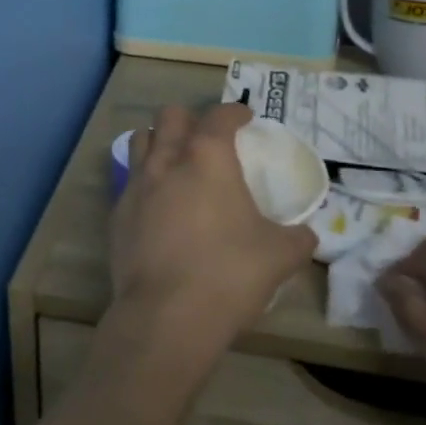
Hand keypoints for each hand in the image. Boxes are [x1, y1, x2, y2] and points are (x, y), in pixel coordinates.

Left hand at [106, 105, 317, 363]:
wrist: (166, 313)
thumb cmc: (229, 273)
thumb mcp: (280, 255)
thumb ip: (297, 238)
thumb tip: (308, 235)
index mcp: (207, 158)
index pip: (219, 117)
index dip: (234, 112)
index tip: (245, 118)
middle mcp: (166, 160)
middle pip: (169, 116)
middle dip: (189, 119)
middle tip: (206, 138)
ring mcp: (135, 185)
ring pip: (140, 140)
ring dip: (158, 140)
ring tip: (175, 160)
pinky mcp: (117, 212)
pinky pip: (129, 181)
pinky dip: (144, 181)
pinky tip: (157, 204)